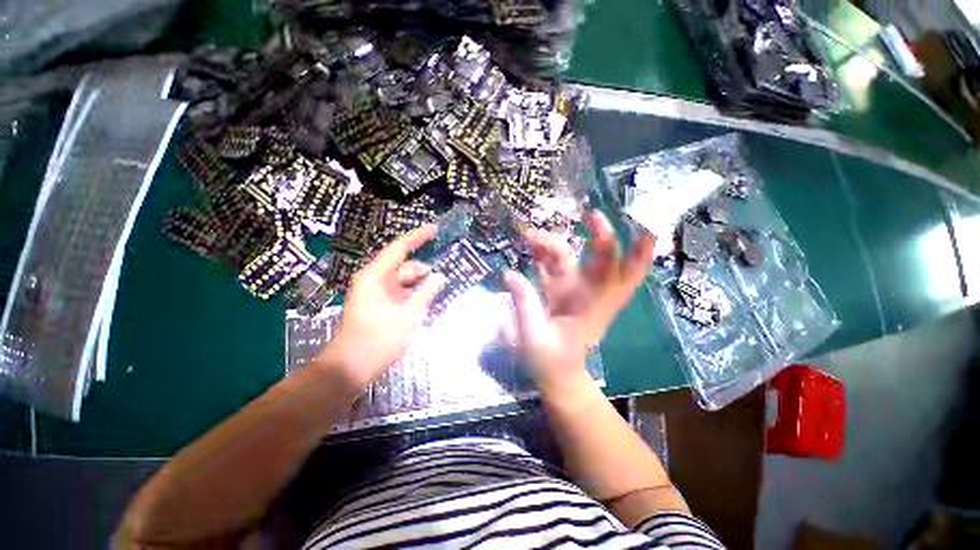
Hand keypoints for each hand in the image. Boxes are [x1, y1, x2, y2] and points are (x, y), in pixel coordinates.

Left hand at [315, 224, 445, 392]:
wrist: (352, 368)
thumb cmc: (379, 338)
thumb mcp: (409, 314)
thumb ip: (426, 292)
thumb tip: (440, 276)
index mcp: (375, 276)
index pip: (399, 248)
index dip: (418, 236)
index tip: (436, 228)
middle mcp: (375, 280)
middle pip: (405, 267)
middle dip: (424, 272)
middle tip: (445, 280)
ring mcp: (377, 294)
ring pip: (404, 282)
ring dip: (421, 286)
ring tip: (439, 295)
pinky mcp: (380, 306)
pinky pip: (401, 294)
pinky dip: (415, 296)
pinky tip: (428, 304)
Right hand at [504, 211, 654, 396]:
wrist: (557, 375)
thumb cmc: (551, 362)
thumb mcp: (534, 338)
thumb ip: (524, 305)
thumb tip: (510, 274)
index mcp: (594, 306)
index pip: (623, 276)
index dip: (638, 253)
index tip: (644, 227)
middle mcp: (589, 293)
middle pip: (604, 261)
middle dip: (602, 235)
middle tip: (590, 214)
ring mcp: (573, 290)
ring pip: (570, 258)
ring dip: (553, 244)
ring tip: (529, 237)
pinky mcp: (559, 290)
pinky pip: (553, 266)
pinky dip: (543, 254)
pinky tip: (530, 247)